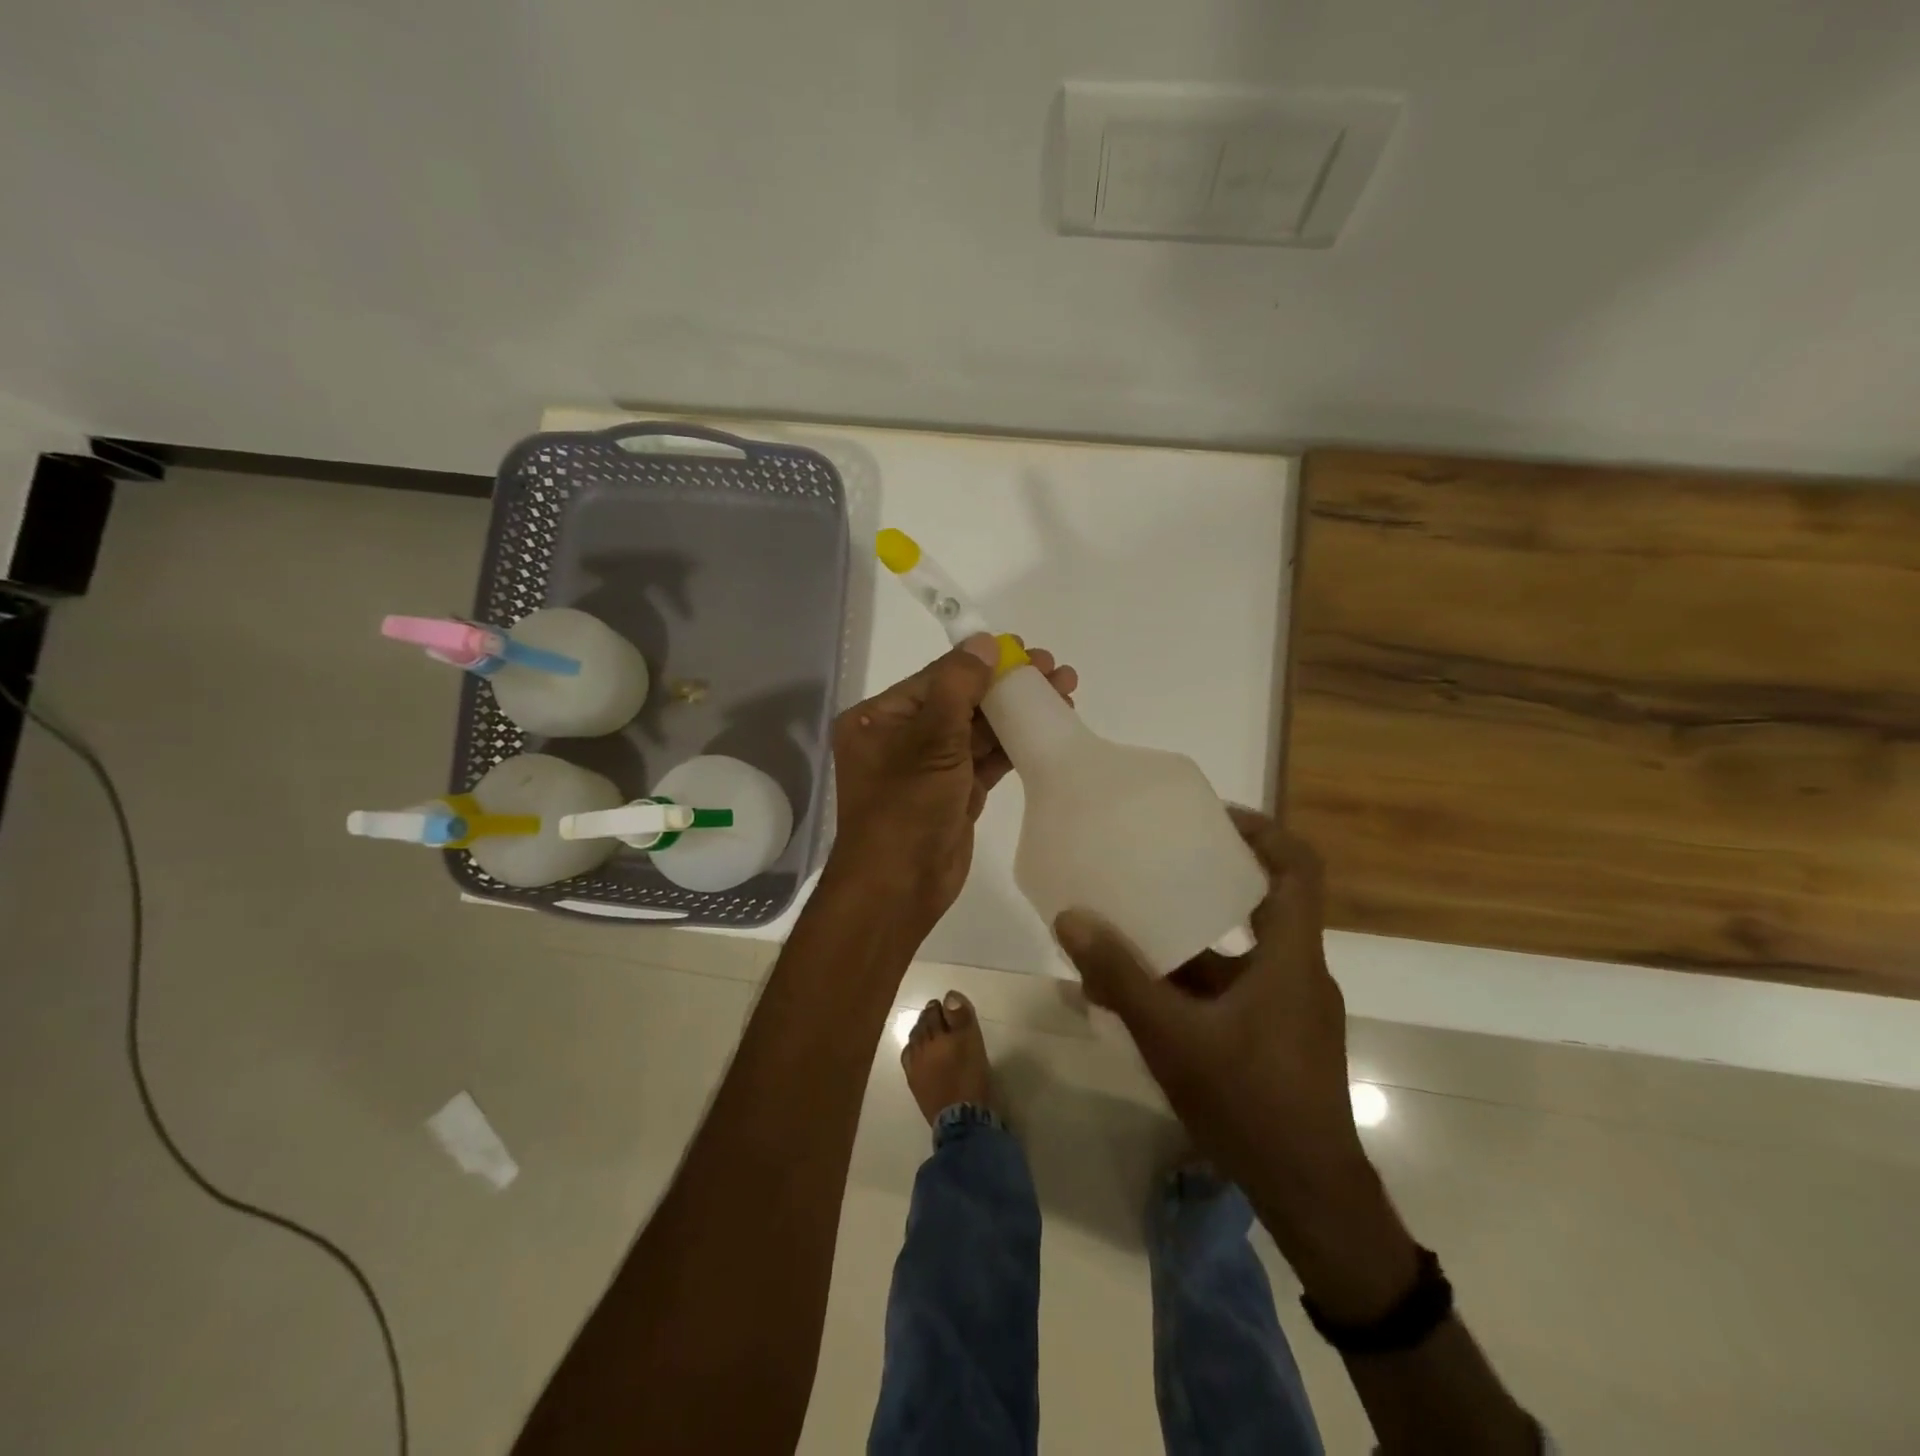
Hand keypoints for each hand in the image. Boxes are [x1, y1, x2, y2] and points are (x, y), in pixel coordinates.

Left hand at [828, 633, 1076, 934]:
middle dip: (1007, 685)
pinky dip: (1014, 744)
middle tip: (1054, 670)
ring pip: (978, 730)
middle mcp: (902, 737)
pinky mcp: (954, 792)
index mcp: (880, 719)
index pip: (938, 678)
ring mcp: (930, 767)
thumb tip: (982, 642)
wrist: (899, 888)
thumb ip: (959, 687)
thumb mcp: (930, 741)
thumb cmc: (905, 808)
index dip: (982, 661)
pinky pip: (985, 759)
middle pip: (962, 700)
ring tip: (1064, 692)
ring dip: (1017, 713)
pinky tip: (1048, 726)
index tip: (1025, 649)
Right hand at [1052, 808, 1366, 1214]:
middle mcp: (1297, 971)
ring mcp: (1288, 1008)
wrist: (1310, 1197)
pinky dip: (1194, 982)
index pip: (1298, 869)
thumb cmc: (1252, 1104)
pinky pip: (1234, 990)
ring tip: (1135, 925)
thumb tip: (1072, 918)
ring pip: (1240, 953)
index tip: (1212, 817)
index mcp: (1290, 957)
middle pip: (1264, 902)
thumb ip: (1121, 977)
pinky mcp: (1277, 1037)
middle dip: (1211, 877)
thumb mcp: (1174, 1037)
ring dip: (1192, 937)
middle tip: (1160, 860)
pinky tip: (1144, 997)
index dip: (1262, 831)